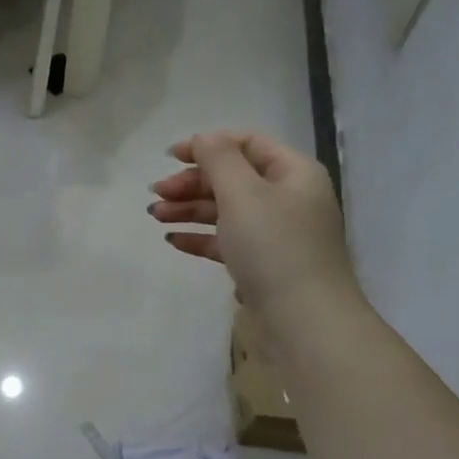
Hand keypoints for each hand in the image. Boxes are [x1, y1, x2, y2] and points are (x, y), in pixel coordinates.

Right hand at [149, 131, 357, 332]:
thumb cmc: (274, 248)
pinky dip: (200, 237)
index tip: (169, 157)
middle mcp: (288, 198)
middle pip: (233, 178)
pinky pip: (227, 241)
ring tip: (155, 216)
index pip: (248, 143)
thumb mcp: (243, 194)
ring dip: (189, 209)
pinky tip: (174, 240)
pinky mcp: (263, 264)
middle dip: (192, 182)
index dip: (208, 144)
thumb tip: (204, 138)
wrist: (303, 320)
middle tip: (156, 194)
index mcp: (293, 173)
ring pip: (226, 210)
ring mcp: (276, 234)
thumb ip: (219, 160)